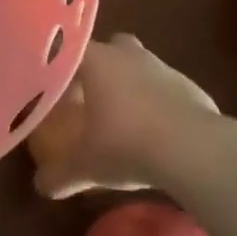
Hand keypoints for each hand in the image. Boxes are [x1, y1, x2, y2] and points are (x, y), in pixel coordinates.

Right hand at [29, 34, 219, 198]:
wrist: (194, 150)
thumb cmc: (128, 145)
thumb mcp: (87, 167)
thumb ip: (60, 174)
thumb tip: (41, 186)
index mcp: (96, 60)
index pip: (69, 51)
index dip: (61, 69)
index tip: (57, 90)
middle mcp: (126, 53)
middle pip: (109, 49)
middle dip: (102, 69)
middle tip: (93, 98)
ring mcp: (162, 66)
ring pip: (140, 66)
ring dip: (133, 85)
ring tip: (128, 120)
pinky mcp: (190, 86)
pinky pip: (167, 89)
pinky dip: (161, 104)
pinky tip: (160, 133)